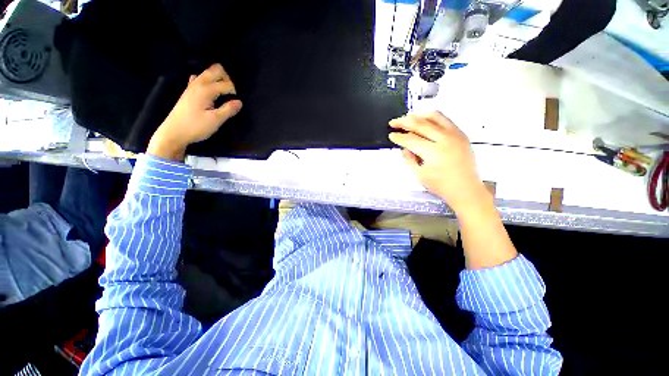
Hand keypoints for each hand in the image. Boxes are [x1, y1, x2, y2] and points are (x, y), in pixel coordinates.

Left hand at [147, 64, 242, 160]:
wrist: (174, 132)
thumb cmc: (196, 127)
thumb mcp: (215, 120)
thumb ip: (228, 110)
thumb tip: (239, 102)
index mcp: (206, 90)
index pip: (226, 84)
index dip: (234, 92)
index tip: (235, 104)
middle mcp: (199, 83)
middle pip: (216, 69)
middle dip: (227, 79)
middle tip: (231, 94)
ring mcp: (192, 86)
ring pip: (208, 73)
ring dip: (218, 80)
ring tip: (223, 94)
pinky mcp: (189, 92)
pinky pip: (200, 79)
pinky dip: (208, 82)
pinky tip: (211, 93)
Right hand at [388, 111, 490, 214]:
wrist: (466, 189)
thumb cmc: (441, 185)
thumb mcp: (419, 175)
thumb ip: (409, 159)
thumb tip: (404, 147)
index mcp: (433, 152)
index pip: (411, 139)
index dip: (399, 137)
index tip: (391, 135)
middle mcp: (444, 139)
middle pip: (420, 124)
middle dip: (404, 122)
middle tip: (393, 122)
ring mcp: (455, 134)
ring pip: (434, 116)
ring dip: (418, 115)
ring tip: (408, 117)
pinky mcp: (461, 134)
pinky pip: (445, 119)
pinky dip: (432, 117)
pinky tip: (424, 120)